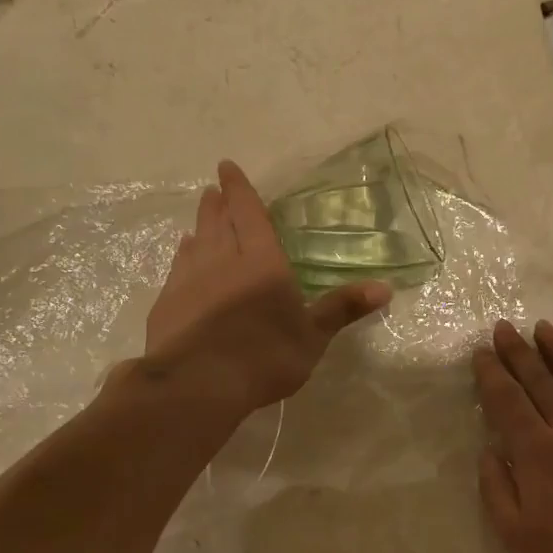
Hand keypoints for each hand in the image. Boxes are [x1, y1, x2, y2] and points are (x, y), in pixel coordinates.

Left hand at [141, 160, 389, 420]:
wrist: (197, 384)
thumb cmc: (264, 358)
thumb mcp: (313, 337)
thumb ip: (342, 308)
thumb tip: (385, 287)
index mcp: (262, 262)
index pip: (249, 214)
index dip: (239, 189)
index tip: (226, 167)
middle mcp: (222, 261)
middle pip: (219, 223)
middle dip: (219, 204)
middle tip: (214, 190)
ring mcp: (189, 280)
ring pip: (196, 242)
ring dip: (200, 226)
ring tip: (201, 218)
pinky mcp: (167, 303)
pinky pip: (178, 268)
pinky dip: (183, 256)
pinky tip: (183, 256)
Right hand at [474, 319, 552, 552]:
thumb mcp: (515, 536)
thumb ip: (496, 488)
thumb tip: (490, 450)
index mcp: (539, 452)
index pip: (508, 401)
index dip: (492, 374)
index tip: (481, 352)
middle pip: (542, 381)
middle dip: (519, 352)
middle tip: (504, 327)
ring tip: (544, 328)